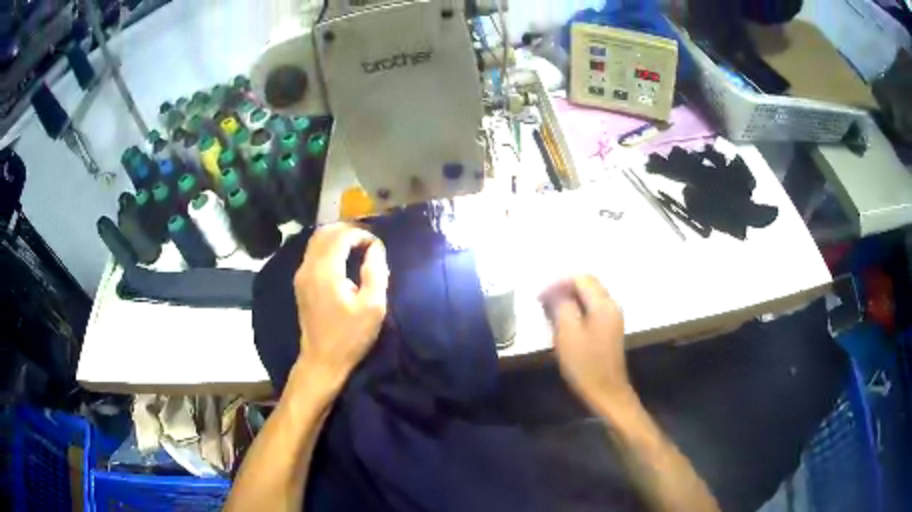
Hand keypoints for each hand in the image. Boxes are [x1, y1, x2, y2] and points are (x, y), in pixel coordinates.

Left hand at [293, 223, 389, 393]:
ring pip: (316, 241)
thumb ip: (376, 273)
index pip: (341, 236)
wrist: (322, 360)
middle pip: (325, 232)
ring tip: (357, 246)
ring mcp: (301, 275)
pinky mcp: (300, 283)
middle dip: (347, 230)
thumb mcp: (373, 307)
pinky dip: (328, 247)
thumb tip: (375, 249)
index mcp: (326, 271)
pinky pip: (313, 253)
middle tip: (367, 241)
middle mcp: (309, 267)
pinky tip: (342, 259)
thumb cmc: (350, 337)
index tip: (376, 246)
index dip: (361, 234)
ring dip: (336, 237)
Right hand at [539, 275, 630, 407]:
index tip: (539, 296)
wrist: (606, 392)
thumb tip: (555, 290)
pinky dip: (576, 310)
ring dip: (569, 300)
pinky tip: (563, 324)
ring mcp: (612, 317)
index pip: (581, 278)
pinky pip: (591, 309)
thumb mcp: (567, 333)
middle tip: (542, 304)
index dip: (558, 282)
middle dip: (563, 289)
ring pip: (588, 297)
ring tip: (549, 314)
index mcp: (603, 304)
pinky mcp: (609, 329)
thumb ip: (562, 305)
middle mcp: (611, 305)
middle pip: (586, 284)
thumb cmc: (585, 364)